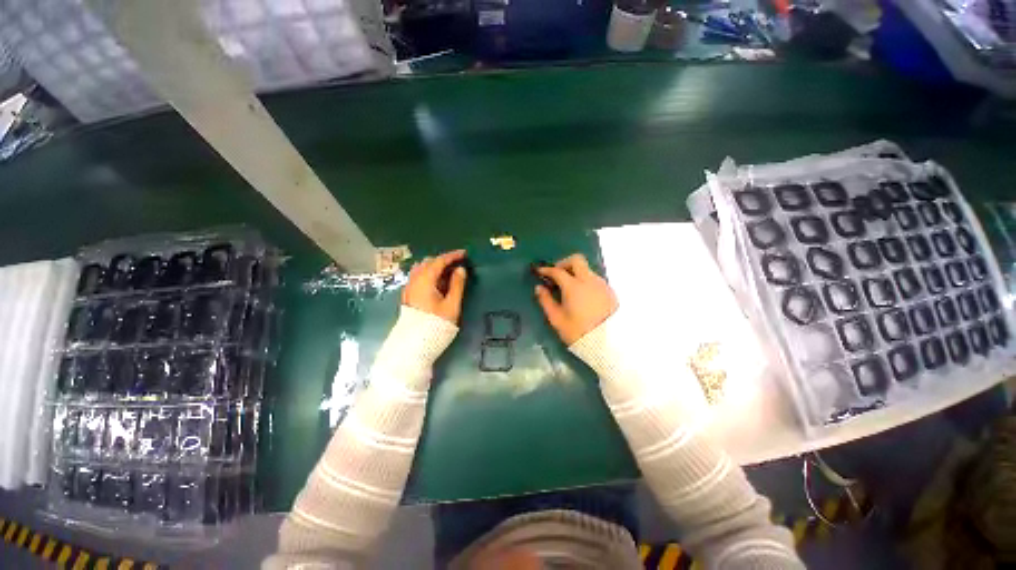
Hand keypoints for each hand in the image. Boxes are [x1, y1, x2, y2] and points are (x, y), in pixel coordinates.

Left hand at [402, 249, 467, 323]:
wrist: (415, 344)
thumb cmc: (436, 324)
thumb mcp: (452, 304)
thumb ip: (457, 285)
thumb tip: (460, 269)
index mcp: (425, 280)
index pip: (439, 261)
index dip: (452, 256)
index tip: (464, 254)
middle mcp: (414, 280)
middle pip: (428, 262)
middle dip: (443, 260)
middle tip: (457, 264)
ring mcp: (409, 288)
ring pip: (421, 269)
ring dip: (435, 267)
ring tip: (448, 273)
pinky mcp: (408, 295)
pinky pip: (418, 277)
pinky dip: (428, 274)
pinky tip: (437, 283)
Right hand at [534, 253, 617, 344]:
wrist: (609, 344)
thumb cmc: (579, 332)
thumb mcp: (557, 319)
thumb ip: (546, 301)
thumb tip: (539, 288)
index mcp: (574, 286)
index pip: (557, 271)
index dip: (547, 269)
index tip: (540, 271)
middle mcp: (589, 280)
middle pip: (576, 260)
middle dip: (564, 263)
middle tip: (556, 274)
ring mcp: (601, 284)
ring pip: (587, 269)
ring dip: (576, 272)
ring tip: (569, 287)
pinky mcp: (610, 291)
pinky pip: (595, 279)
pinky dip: (585, 280)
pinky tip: (582, 294)